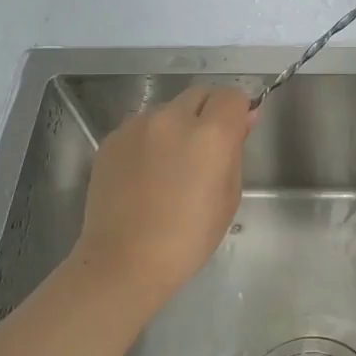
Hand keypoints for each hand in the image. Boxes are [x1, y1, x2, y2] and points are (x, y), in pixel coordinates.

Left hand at [72, 85, 253, 300]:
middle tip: (205, 148)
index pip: (232, 96)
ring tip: (170, 165)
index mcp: (210, 134)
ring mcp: (137, 126)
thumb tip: (243, 119)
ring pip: (168, 109)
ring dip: (177, 125)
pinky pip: (141, 127)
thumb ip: (236, 150)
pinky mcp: (112, 139)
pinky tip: (146, 173)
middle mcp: (172, 118)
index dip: (238, 112)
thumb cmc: (188, 238)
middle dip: (209, 112)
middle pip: (200, 94)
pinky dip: (150, 139)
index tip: (236, 133)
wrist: (125, 261)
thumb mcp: (228, 196)